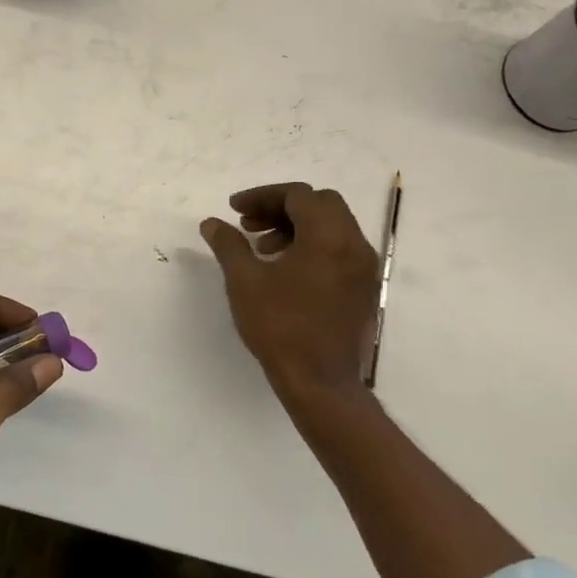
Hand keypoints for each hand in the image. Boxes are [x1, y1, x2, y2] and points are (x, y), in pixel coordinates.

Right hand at [201, 182, 379, 404]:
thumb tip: (211, 223)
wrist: (320, 382)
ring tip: (263, 250)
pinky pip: (341, 250)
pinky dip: (314, 246)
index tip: (234, 210)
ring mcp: (364, 267)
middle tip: (250, 226)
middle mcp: (355, 244)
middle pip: (320, 204)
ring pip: (332, 226)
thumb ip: (228, 244)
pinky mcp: (365, 288)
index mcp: (328, 236)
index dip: (262, 197)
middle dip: (281, 208)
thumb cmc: (280, 327)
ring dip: (297, 227)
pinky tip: (286, 271)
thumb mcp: (244, 282)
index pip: (298, 195)